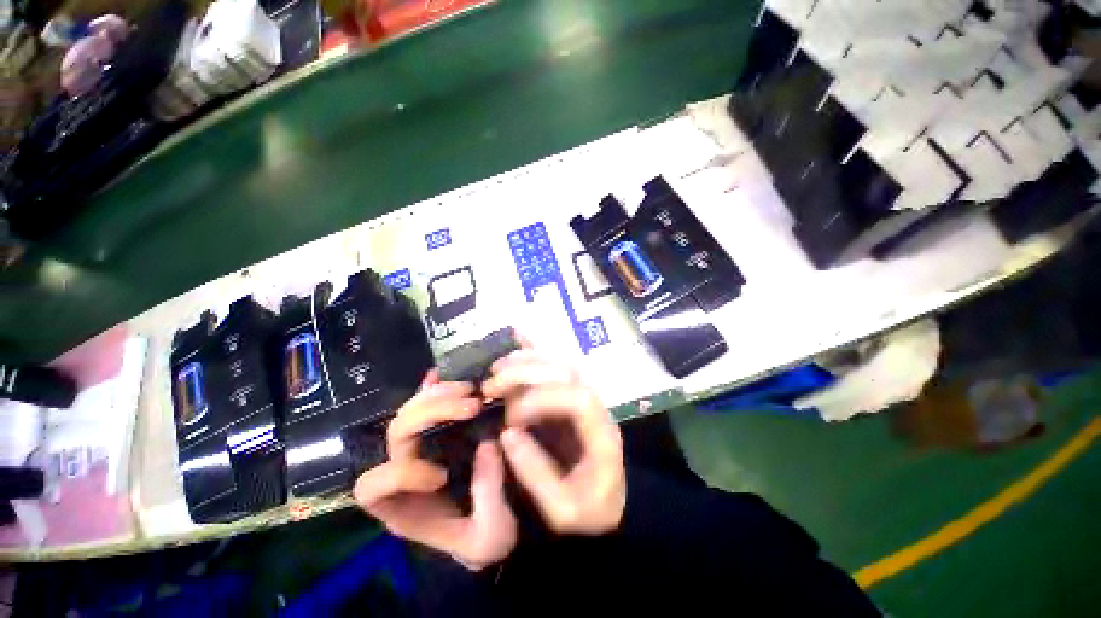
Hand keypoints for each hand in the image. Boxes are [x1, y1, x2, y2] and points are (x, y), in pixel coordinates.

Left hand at [353, 372, 516, 569]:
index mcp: (404, 508)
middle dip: (432, 413)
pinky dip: (429, 388)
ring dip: (437, 396)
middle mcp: (404, 473)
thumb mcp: (490, 535)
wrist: (491, 527)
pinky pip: (424, 405)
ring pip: (408, 414)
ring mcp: (419, 450)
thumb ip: (488, 498)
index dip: (402, 474)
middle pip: (396, 434)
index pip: (373, 486)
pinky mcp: (437, 435)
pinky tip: (438, 374)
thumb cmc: (484, 539)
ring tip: (470, 391)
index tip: (444, 475)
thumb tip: (488, 445)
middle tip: (473, 405)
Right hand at [482, 352, 625, 534]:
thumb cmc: (588, 511)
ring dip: (526, 360)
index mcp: (601, 432)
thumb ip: (537, 473)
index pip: (578, 399)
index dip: (542, 400)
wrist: (606, 506)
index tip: (511, 418)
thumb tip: (508, 434)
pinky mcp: (569, 393)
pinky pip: (554, 363)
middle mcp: (595, 405)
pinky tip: (518, 335)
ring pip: (558, 363)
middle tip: (491, 384)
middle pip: (566, 372)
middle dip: (526, 373)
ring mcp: (583, 395)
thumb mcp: (562, 509)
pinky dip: (535, 349)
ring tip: (496, 368)